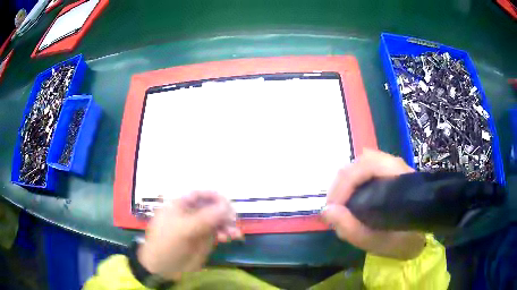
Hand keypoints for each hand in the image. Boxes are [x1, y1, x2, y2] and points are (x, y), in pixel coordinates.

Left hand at [137, 191, 242, 280]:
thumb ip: (204, 218)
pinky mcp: (205, 238)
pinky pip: (219, 231)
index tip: (228, 205)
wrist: (163, 267)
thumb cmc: (167, 244)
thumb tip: (226, 206)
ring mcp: (199, 226)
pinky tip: (232, 237)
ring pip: (218, 219)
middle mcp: (191, 213)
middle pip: (212, 206)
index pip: (200, 194)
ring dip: (228, 224)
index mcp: (180, 205)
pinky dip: (227, 232)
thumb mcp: (183, 230)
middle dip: (224, 212)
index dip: (215, 197)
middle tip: (232, 220)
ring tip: (233, 234)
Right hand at [322, 149, 425, 259]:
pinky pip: (363, 172)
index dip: (343, 187)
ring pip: (359, 165)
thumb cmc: (404, 240)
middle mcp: (393, 164)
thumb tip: (326, 210)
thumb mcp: (378, 242)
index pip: (363, 167)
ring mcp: (391, 167)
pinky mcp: (388, 173)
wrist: (422, 236)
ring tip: (340, 206)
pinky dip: (352, 185)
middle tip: (335, 211)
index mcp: (396, 176)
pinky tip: (351, 200)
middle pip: (358, 163)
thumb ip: (352, 229)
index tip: (333, 212)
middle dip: (340, 186)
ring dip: (345, 184)